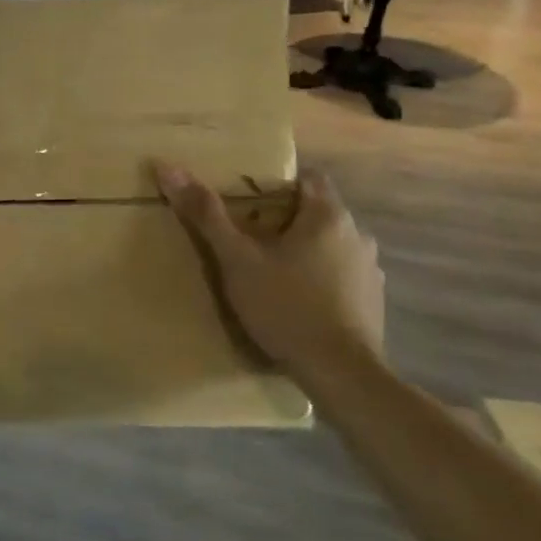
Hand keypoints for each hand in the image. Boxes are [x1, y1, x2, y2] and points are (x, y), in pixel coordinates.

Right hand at [152, 162, 384, 366]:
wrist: (339, 373)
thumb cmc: (286, 305)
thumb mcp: (236, 259)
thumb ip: (205, 214)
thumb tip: (168, 167)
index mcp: (329, 216)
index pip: (308, 177)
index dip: (277, 182)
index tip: (247, 196)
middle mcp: (358, 235)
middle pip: (317, 212)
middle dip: (284, 218)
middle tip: (246, 234)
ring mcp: (370, 271)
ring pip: (330, 245)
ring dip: (304, 249)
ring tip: (268, 269)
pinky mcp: (372, 302)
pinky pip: (341, 275)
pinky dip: (319, 278)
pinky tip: (295, 299)